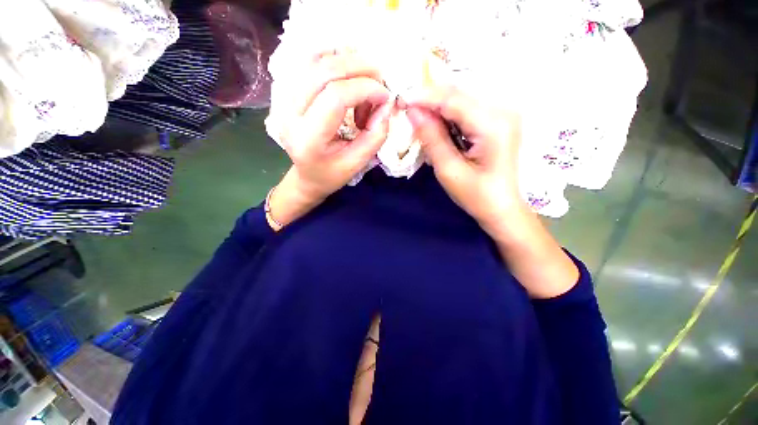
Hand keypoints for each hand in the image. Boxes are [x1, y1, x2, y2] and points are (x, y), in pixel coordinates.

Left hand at [269, 52, 394, 226]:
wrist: (307, 176)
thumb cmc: (332, 174)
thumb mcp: (357, 163)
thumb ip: (375, 136)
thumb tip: (386, 105)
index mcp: (308, 138)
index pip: (335, 96)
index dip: (365, 89)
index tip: (385, 96)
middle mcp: (289, 114)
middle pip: (324, 71)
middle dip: (359, 68)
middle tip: (379, 80)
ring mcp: (282, 99)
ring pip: (315, 60)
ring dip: (346, 62)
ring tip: (364, 80)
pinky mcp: (285, 92)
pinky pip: (307, 62)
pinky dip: (331, 59)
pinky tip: (346, 73)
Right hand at [406, 84, 578, 298]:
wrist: (502, 208)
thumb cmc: (477, 196)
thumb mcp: (449, 170)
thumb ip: (432, 138)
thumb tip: (413, 112)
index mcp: (493, 125)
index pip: (453, 99)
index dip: (425, 96)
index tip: (401, 100)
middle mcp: (502, 111)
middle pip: (458, 94)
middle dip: (430, 100)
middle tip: (406, 109)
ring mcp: (502, 114)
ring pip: (461, 99)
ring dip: (437, 107)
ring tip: (418, 118)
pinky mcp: (497, 121)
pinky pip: (467, 109)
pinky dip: (448, 114)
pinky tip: (436, 125)